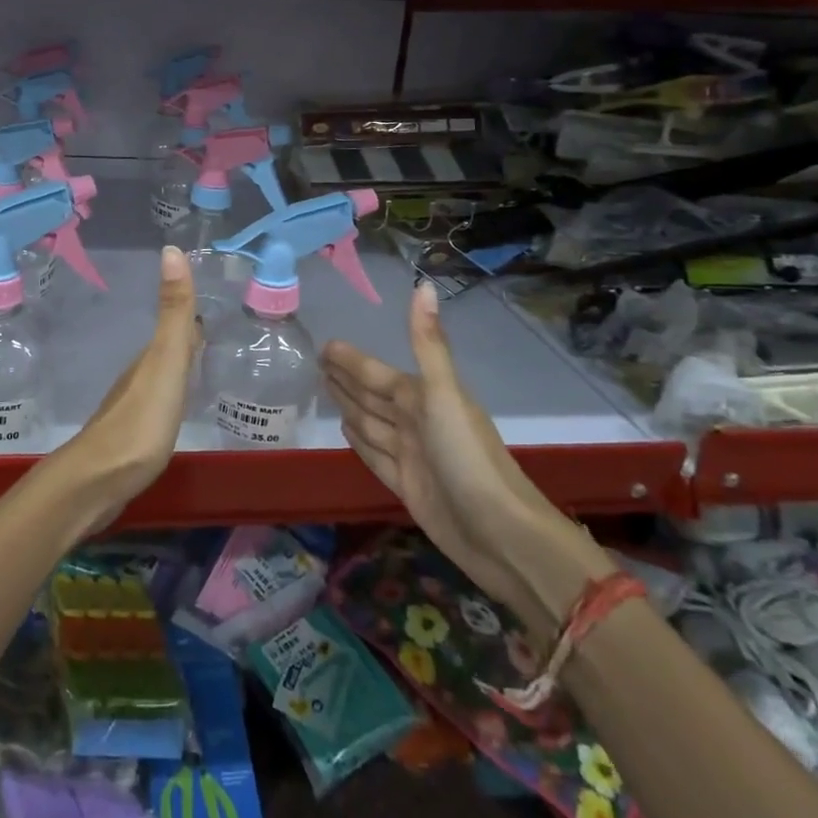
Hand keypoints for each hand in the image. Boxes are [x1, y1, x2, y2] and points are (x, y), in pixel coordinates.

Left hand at [52, 247, 197, 528]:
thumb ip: (173, 313)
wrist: (98, 482)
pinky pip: (157, 407)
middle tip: (219, 332)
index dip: (193, 312)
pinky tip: (180, 408)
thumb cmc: (140, 420)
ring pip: (161, 377)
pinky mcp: (132, 439)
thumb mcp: (165, 362)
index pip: (177, 327)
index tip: (216, 299)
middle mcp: (139, 377)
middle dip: (189, 338)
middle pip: (168, 350)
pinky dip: (172, 397)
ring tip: (205, 366)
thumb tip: (171, 249)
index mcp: (150, 358)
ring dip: (180, 367)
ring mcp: (133, 408)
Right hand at [322, 283, 612, 640]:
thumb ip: (427, 343)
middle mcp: (416, 422)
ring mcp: (411, 455)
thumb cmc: (468, 457)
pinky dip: (359, 441)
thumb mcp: (444, 394)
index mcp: (422, 398)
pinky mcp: (406, 487)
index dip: (352, 360)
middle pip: (371, 395)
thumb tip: (424, 283)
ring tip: (325, 388)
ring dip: (349, 405)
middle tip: (316, 362)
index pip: (377, 373)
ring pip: (370, 422)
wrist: (500, 534)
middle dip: (347, 378)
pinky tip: (344, 430)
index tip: (325, 345)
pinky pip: (374, 455)